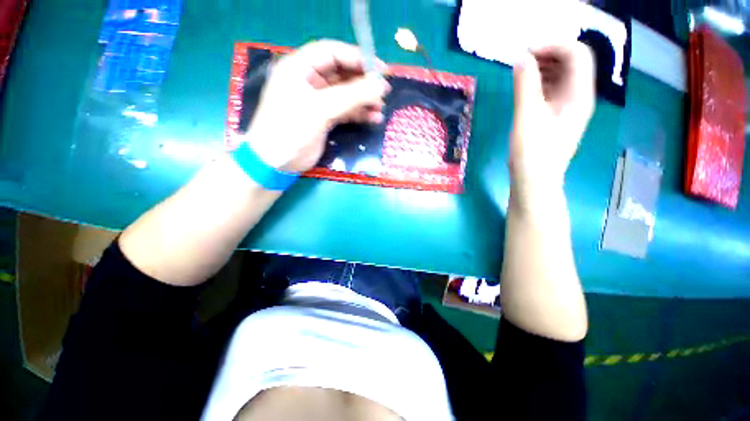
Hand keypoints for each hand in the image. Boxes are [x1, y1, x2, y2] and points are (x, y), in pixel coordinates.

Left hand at [244, 40, 390, 172]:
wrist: (277, 162)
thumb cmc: (291, 130)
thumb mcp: (320, 109)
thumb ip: (351, 96)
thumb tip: (380, 85)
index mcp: (300, 68)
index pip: (333, 53)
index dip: (357, 58)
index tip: (380, 70)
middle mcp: (309, 81)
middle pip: (341, 73)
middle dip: (363, 82)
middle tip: (383, 91)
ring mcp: (317, 101)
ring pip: (346, 94)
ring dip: (364, 100)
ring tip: (380, 109)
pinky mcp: (324, 118)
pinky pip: (345, 111)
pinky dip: (359, 114)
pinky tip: (373, 119)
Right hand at [509, 42, 594, 205]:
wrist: (534, 180)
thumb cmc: (532, 151)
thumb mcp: (526, 116)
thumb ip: (525, 84)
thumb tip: (521, 57)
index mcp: (579, 94)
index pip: (577, 53)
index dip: (553, 45)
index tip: (526, 52)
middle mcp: (579, 97)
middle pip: (571, 62)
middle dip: (547, 55)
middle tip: (521, 61)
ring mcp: (569, 107)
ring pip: (562, 76)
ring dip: (542, 68)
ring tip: (520, 73)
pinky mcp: (557, 117)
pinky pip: (553, 91)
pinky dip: (540, 83)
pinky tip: (525, 88)